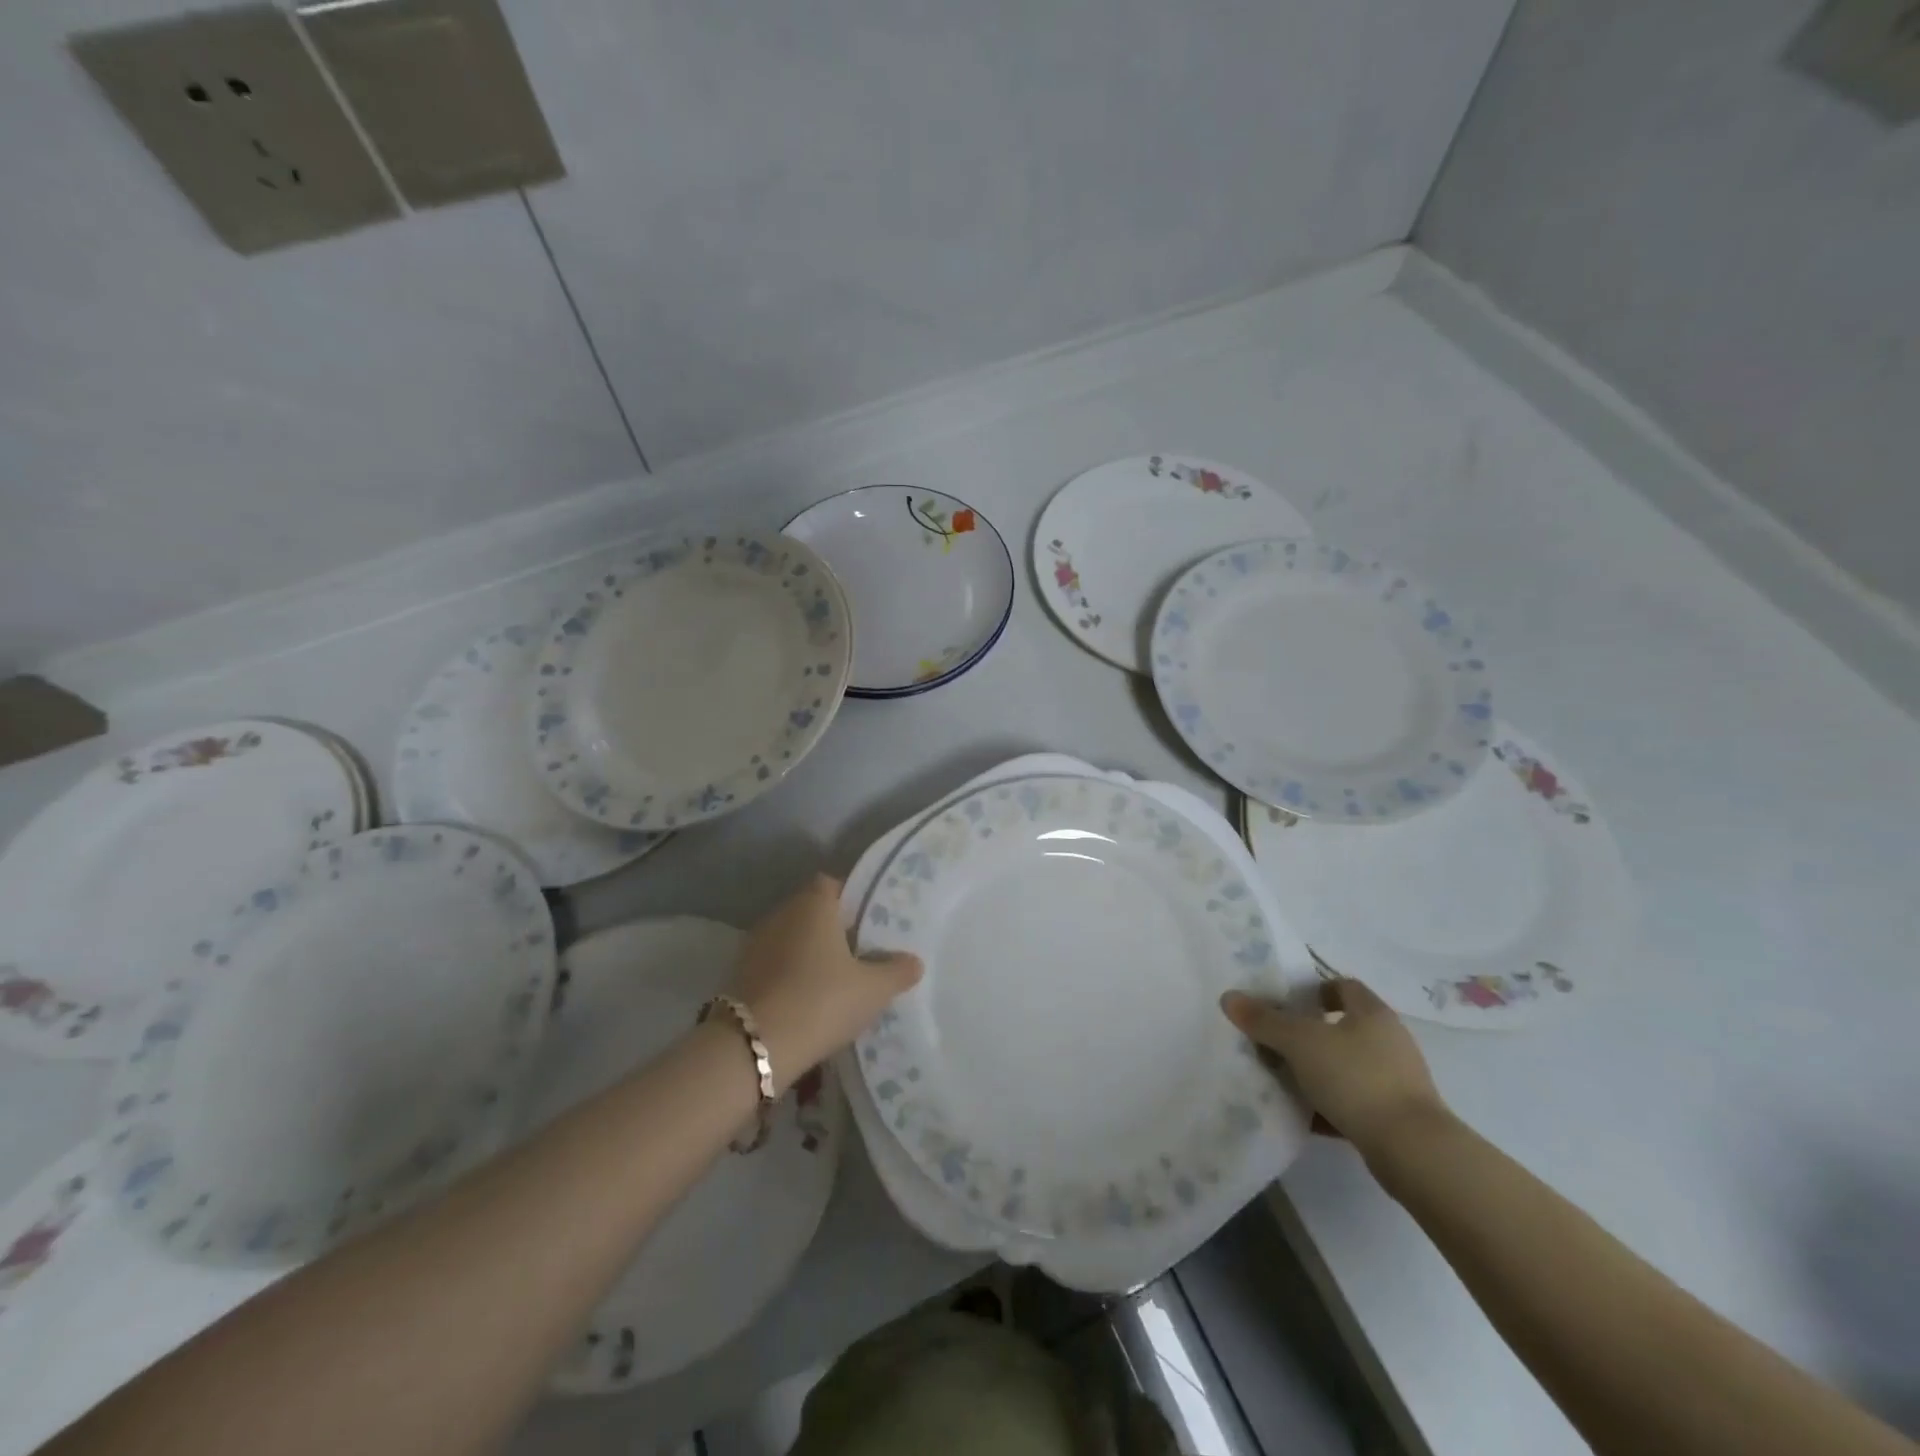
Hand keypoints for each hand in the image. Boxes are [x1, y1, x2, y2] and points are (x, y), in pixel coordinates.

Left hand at [731, 875, 922, 1088]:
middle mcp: (781, 913)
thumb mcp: (873, 990)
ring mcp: (755, 943)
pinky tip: (806, 1001)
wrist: (755, 1045)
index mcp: (813, 904)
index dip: (852, 900)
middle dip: (832, 929)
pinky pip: (774, 965)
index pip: (833, 884)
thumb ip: (897, 971)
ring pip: (790, 939)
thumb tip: (914, 961)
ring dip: (808, 954)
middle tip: (860, 954)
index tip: (870, 923)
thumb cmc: (822, 1000)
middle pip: (811, 911)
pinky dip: (789, 976)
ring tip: (834, 981)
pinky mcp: (739, 973)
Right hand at [1221, 978, 1448, 1165]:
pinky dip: (1330, 1105)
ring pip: (1347, 1065)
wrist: (1413, 1151)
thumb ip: (1264, 1020)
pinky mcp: (1397, 1116)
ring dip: (1318, 1070)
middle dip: (1309, 1033)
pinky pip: (1355, 1101)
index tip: (1286, 1003)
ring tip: (1283, 1079)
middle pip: (1343, 1027)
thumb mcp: (1300, 1043)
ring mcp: (1397, 1080)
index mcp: (1372, 1013)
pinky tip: (1304, 1116)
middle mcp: (1389, 1040)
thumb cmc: (1356, 1079)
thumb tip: (1229, 997)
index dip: (1314, 989)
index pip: (1343, 986)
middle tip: (1275, 1041)